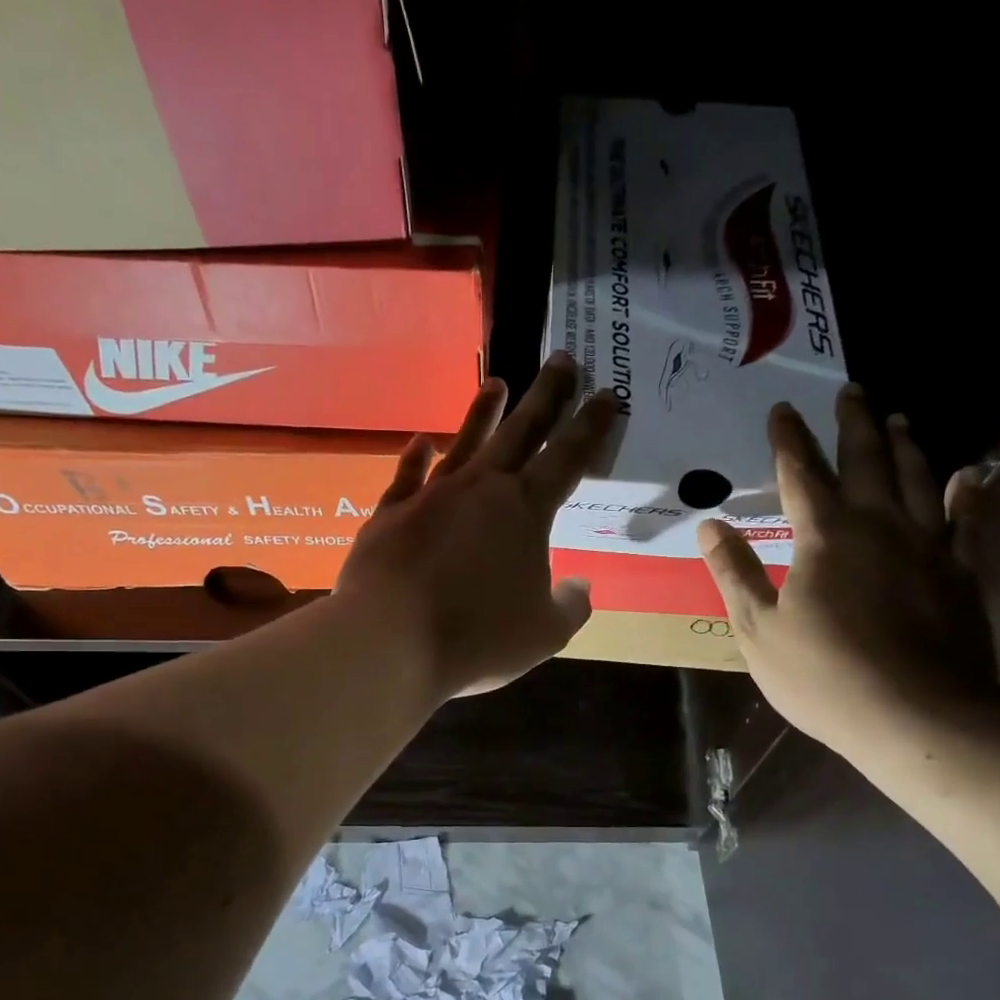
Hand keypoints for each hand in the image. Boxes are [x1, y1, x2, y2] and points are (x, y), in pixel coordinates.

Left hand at [338, 354, 617, 697]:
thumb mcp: (545, 633)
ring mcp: (432, 496)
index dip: (591, 425)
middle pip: (520, 431)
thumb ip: (570, 606)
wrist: (391, 641)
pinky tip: (423, 441)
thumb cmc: (478, 636)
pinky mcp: (391, 514)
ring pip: (465, 443)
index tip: (607, 393)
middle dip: (546, 395)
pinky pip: (408, 476)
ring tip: (496, 383)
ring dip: (483, 413)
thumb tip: (579, 586)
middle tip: (562, 359)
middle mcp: (480, 489)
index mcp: (525, 510)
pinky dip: (417, 457)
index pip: (568, 457)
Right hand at [699, 384, 995, 755]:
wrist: (916, 715)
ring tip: (898, 419)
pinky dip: (967, 494)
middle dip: (852, 423)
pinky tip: (967, 476)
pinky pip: (967, 521)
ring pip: (917, 478)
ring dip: (905, 445)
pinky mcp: (961, 572)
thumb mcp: (758, 630)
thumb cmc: (823, 675)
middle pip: (865, 460)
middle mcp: (878, 524)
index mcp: (823, 536)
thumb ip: (735, 573)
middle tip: (850, 390)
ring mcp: (927, 545)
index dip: (788, 440)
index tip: (782, 409)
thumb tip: (710, 526)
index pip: (799, 473)